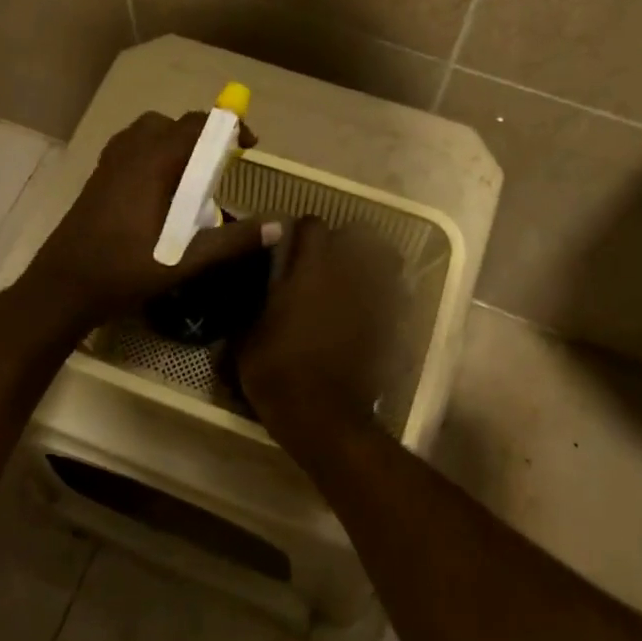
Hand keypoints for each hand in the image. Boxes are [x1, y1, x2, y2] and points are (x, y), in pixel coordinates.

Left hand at [25, 111, 280, 328]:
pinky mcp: (97, 180)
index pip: (193, 126)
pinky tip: (161, 190)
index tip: (249, 146)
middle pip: (169, 124)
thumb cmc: (122, 273)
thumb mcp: (183, 261)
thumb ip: (231, 242)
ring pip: (145, 133)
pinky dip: (152, 153)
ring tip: (193, 175)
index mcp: (150, 165)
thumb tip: (278, 227)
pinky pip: (130, 149)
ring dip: (173, 142)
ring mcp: (108, 166)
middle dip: (200, 134)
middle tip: (222, 163)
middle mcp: (127, 155)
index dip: (226, 128)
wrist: (61, 288)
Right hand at [237, 217, 402, 426]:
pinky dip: (385, 295)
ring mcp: (375, 297)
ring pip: (385, 260)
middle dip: (343, 242)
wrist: (323, 416)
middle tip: (324, 262)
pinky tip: (369, 310)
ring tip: (354, 279)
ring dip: (370, 263)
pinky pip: (395, 294)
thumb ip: (251, 303)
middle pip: (358, 234)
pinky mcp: (392, 323)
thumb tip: (249, 290)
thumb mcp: (246, 336)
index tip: (290, 248)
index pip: (312, 224)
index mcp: (310, 267)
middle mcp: (348, 272)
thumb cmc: (278, 371)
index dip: (301, 232)